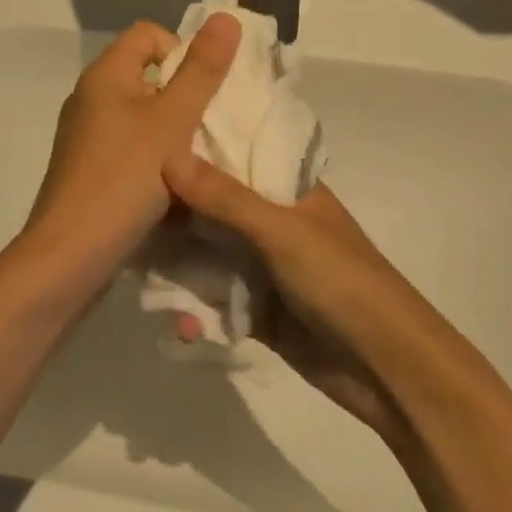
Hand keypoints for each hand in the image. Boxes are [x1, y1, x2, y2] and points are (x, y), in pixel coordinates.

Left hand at [23, 15, 241, 275]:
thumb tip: (226, 16)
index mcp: (105, 75)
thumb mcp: (172, 122)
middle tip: (208, 129)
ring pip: (144, 118)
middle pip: (148, 76)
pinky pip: (132, 150)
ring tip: (196, 164)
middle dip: (185, 98)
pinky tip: (173, 191)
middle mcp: (91, 98)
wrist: (70, 255)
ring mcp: (88, 136)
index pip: (149, 34)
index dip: (182, 51)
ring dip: (175, 135)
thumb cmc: (124, 179)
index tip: (202, 91)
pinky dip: (156, 161)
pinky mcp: (91, 170)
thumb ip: (201, 71)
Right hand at [163, 159, 423, 442]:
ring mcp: (263, 266)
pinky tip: (176, 320)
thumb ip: (225, 198)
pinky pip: (213, 298)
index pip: (235, 154)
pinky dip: (193, 307)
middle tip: (125, 210)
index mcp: (287, 189)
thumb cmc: (341, 281)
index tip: (144, 144)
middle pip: (212, 205)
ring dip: (178, 263)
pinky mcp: (256, 308)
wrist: (386, 367)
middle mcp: (271, 221)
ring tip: (136, 267)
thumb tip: (168, 158)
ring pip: (207, 252)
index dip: (195, 149)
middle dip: (174, 211)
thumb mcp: (282, 232)